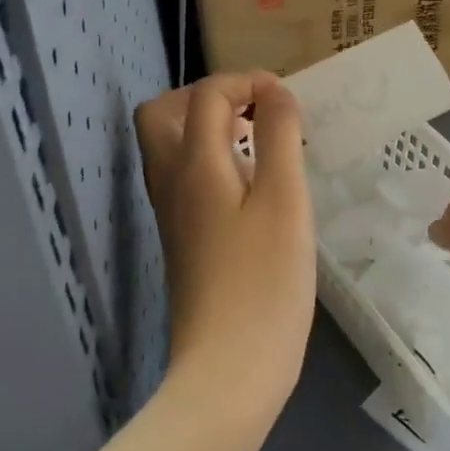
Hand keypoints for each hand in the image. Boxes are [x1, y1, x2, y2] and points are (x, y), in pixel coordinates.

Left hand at [134, 74, 315, 417]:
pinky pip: (184, 176)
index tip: (287, 100)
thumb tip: (274, 93)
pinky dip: (211, 159)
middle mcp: (170, 182)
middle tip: (254, 112)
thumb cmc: (265, 281)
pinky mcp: (182, 239)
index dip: (246, 81)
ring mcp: (171, 213)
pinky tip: (251, 183)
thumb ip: (278, 136)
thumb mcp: (284, 199)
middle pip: (162, 113)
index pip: (205, 94)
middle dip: (207, 97)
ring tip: (258, 141)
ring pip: (169, 146)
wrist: (229, 369)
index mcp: (192, 164)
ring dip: (207, 127)